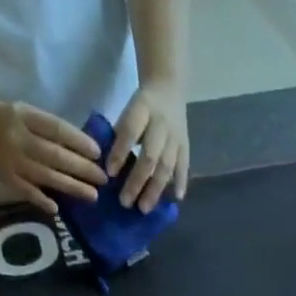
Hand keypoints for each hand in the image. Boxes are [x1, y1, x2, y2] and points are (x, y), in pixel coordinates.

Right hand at [0, 98, 105, 214]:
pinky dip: (41, 200)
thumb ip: (47, 128)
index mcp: (24, 116)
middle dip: (82, 168)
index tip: (98, 153)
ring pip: (46, 175)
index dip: (78, 141)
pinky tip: (57, 209)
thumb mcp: (24, 113)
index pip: (56, 128)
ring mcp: (12, 160)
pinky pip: (26, 191)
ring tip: (92, 195)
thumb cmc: (4, 119)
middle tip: (103, 178)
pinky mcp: (5, 178)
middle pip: (55, 155)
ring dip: (71, 186)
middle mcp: (19, 138)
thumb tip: (80, 148)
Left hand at [105, 81, 189, 211]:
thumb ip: (120, 134)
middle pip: (150, 156)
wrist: (168, 86)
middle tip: (126, 202)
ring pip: (166, 166)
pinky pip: (184, 166)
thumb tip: (108, 167)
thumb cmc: (141, 105)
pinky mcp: (186, 145)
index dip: (120, 153)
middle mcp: (161, 123)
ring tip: (144, 208)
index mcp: (143, 108)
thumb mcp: (128, 109)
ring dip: (155, 189)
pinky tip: (176, 198)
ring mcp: (176, 136)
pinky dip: (181, 182)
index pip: (130, 132)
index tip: (109, 174)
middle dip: (137, 181)